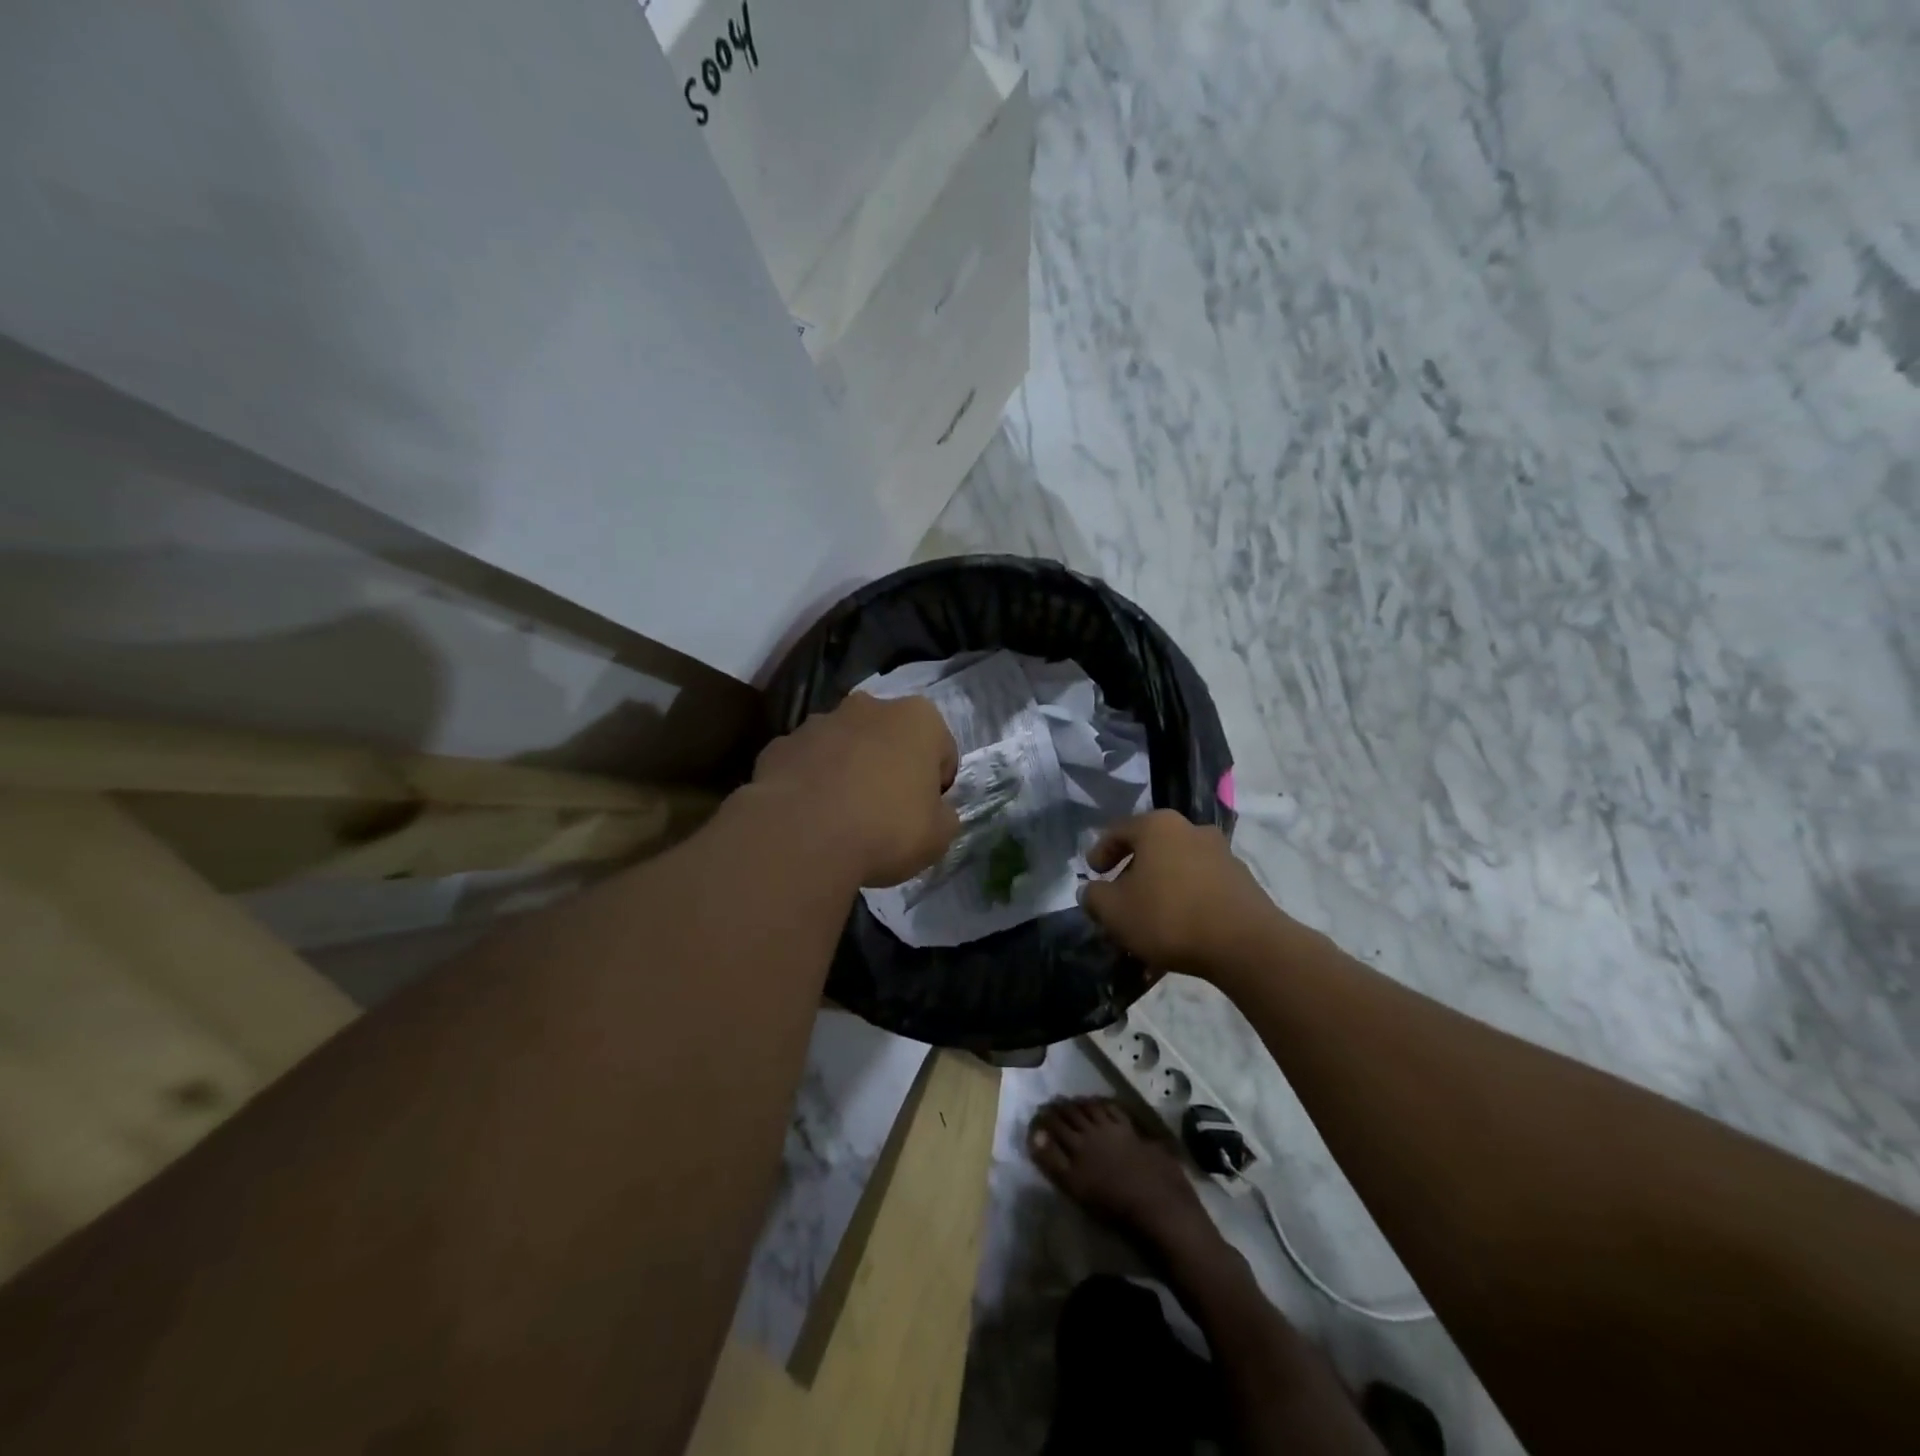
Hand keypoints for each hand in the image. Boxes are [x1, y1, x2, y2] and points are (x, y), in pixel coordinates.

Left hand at [752, 693, 959, 887]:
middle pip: (889, 738)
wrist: (801, 837)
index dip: (937, 784)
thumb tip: (936, 811)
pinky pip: (806, 763)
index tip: (925, 813)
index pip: (941, 749)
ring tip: (843, 817)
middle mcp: (869, 707)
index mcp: (918, 718)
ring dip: (848, 770)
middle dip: (890, 766)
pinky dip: (811, 782)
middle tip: (886, 812)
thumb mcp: (939, 836)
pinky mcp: (779, 745)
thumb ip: (944, 815)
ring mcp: (818, 722)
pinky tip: (809, 817)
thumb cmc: (886, 829)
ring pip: (844, 746)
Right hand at [1080, 810, 1287, 978]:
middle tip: (1120, 897)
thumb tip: (1092, 892)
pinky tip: (1179, 929)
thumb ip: (1094, 897)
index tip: (1093, 874)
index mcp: (1157, 826)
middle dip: (1133, 872)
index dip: (1100, 852)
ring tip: (1149, 919)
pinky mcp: (1242, 881)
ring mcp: (1221, 854)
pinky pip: (1201, 886)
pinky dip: (1186, 901)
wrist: (1245, 944)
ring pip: (1178, 867)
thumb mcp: (1114, 910)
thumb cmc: (1169, 916)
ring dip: (1161, 887)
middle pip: (1151, 847)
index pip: (1118, 831)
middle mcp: (1191, 829)